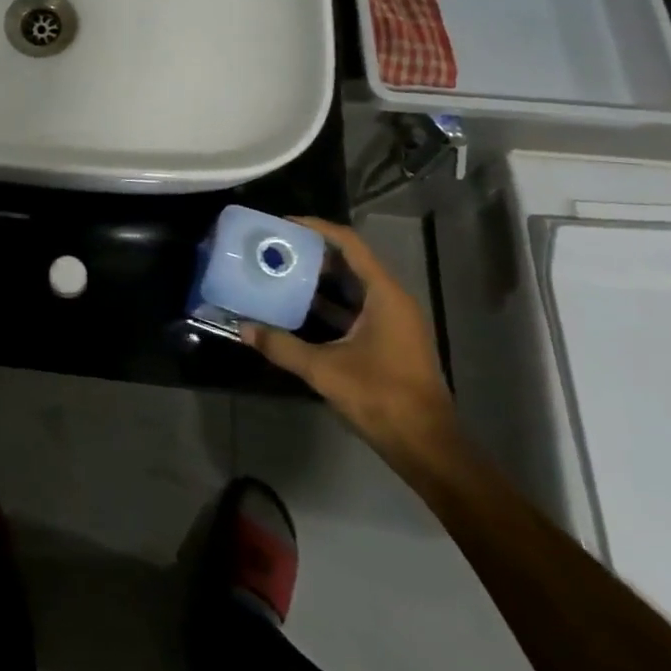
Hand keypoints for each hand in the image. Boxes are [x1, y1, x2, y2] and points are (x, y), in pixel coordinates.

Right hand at [240, 218, 459, 466]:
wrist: (426, 447)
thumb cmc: (381, 397)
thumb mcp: (324, 369)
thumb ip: (282, 346)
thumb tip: (243, 328)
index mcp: (385, 295)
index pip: (349, 244)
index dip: (316, 228)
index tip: (283, 223)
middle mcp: (392, 300)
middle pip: (350, 261)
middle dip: (313, 252)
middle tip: (276, 247)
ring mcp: (393, 322)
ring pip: (352, 286)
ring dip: (319, 278)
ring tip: (281, 270)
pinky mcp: (389, 341)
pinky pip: (356, 308)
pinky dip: (329, 303)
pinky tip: (299, 308)